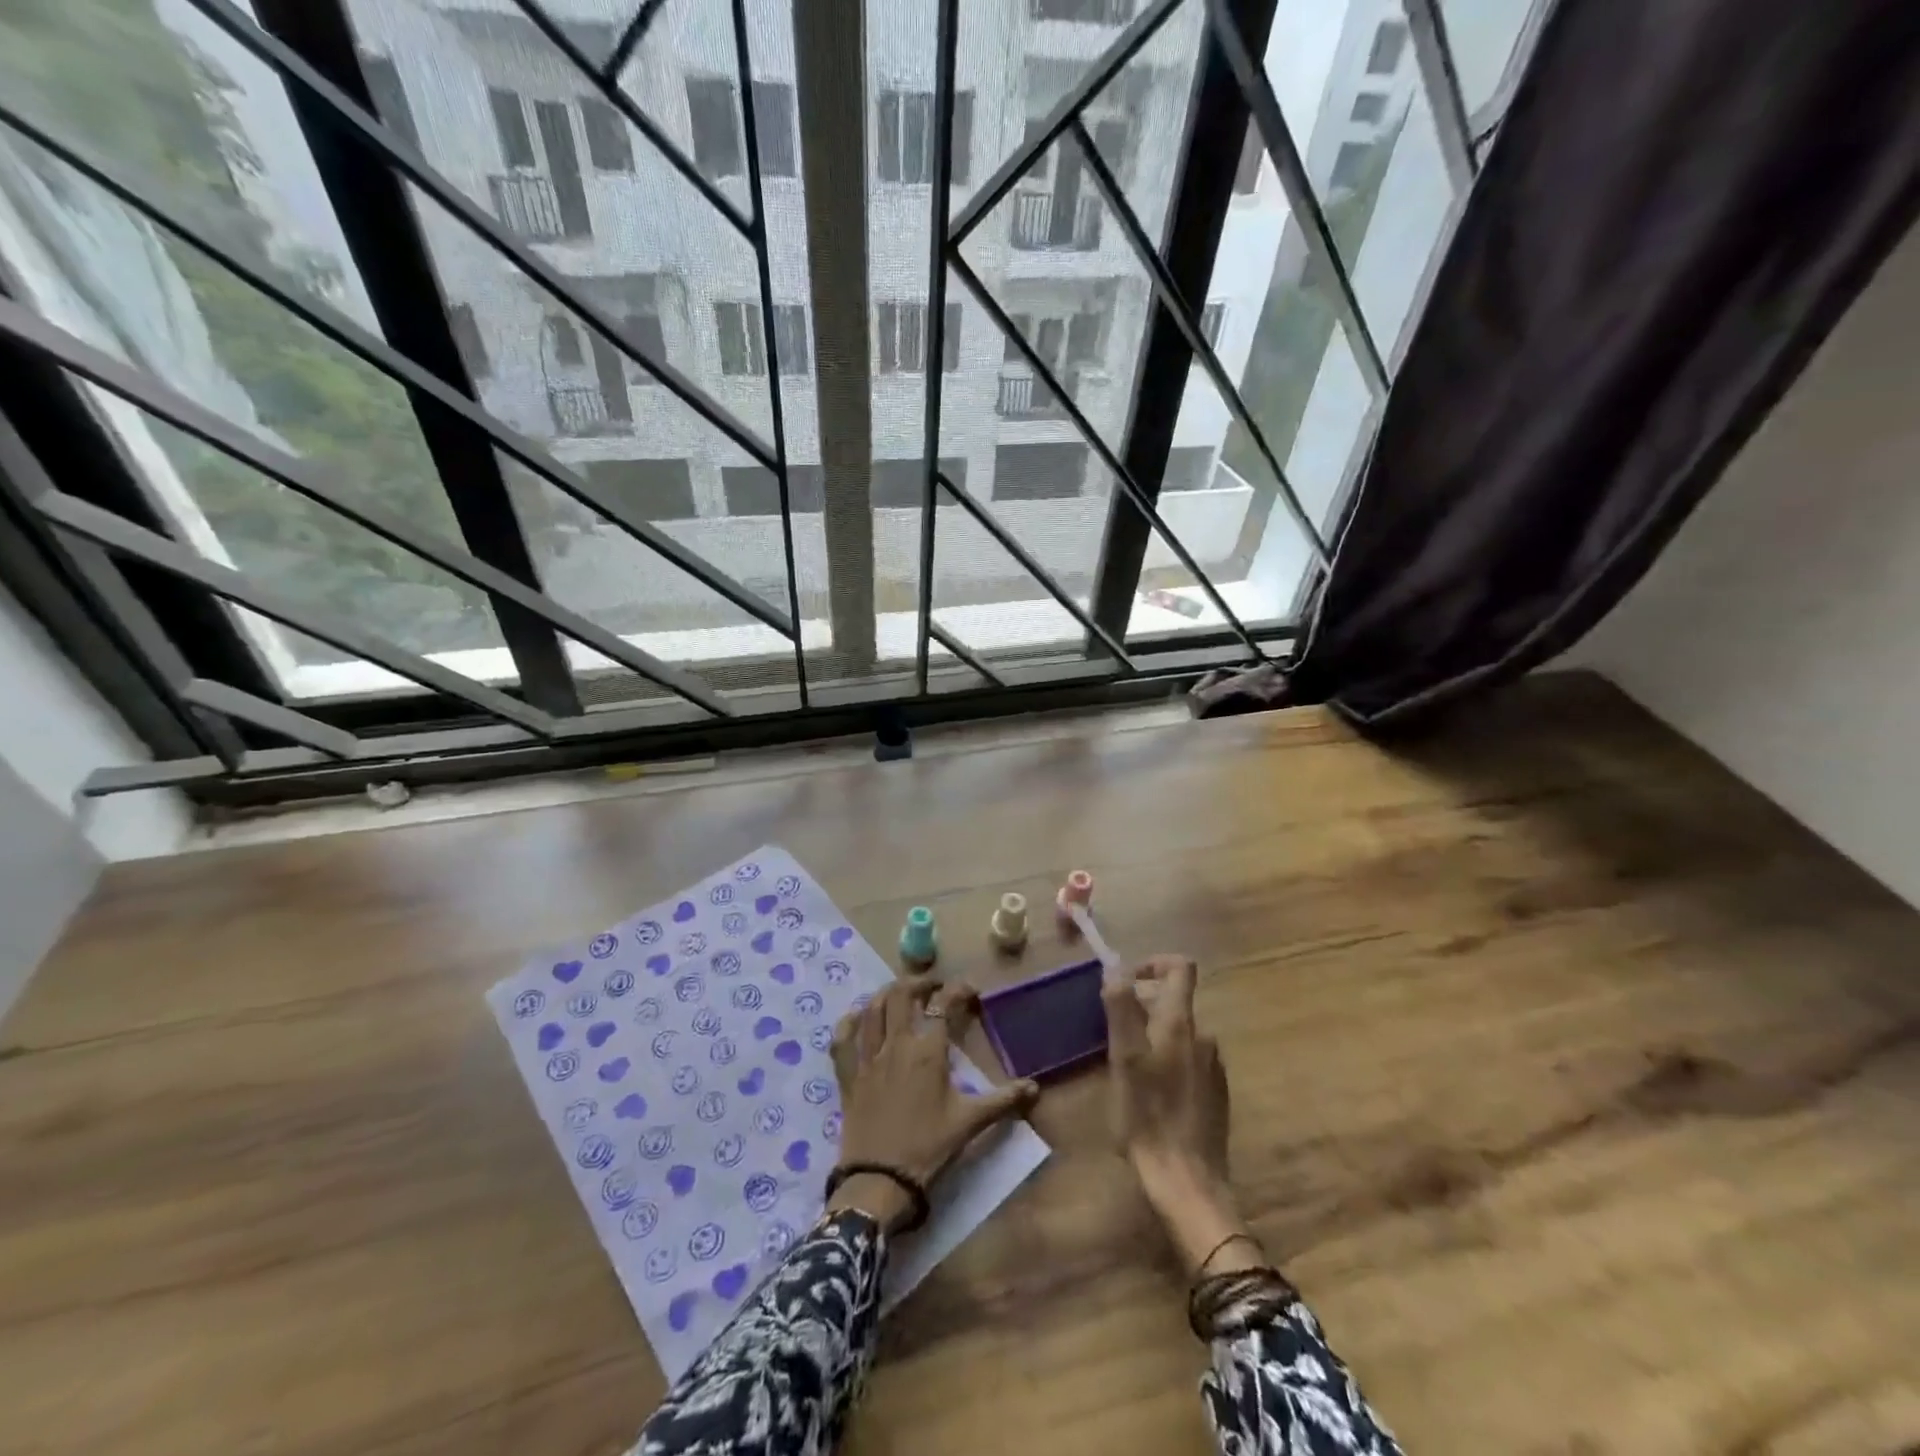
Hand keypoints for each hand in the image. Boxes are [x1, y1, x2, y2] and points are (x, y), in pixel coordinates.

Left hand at [827, 977, 1039, 1232]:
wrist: (880, 1181)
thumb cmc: (929, 1148)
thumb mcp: (970, 1123)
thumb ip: (1003, 1101)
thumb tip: (1035, 1088)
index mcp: (928, 1051)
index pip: (944, 1005)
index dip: (958, 990)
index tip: (970, 990)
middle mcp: (896, 1044)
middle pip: (901, 996)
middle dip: (918, 984)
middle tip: (932, 988)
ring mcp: (868, 1058)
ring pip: (872, 1010)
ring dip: (885, 995)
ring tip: (898, 994)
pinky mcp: (848, 1077)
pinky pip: (842, 1041)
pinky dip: (848, 1024)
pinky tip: (856, 1019)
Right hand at [1103, 956, 1261, 1275]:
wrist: (1188, 1182)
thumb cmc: (1148, 1116)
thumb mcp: (1124, 1059)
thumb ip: (1121, 1007)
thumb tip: (1116, 967)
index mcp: (1180, 1024)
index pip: (1181, 967)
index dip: (1154, 962)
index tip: (1127, 980)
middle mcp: (1203, 1037)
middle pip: (1175, 1001)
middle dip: (1143, 1006)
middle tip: (1113, 1032)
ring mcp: (1213, 1066)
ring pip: (1179, 1032)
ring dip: (1153, 1036)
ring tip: (1127, 1065)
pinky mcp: (1216, 1093)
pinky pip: (1189, 1059)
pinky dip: (1168, 1060)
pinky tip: (1151, 1091)